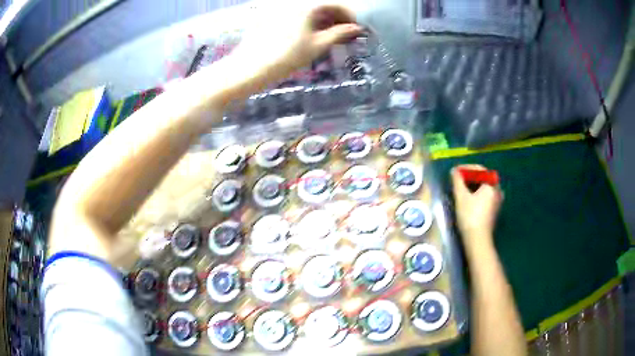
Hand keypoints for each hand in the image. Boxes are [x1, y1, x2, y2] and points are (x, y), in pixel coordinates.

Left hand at [233, 1, 362, 82]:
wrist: (249, 68)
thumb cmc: (285, 57)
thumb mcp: (317, 45)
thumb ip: (339, 33)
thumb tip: (356, 29)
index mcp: (306, 4)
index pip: (336, 4)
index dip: (350, 16)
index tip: (357, 29)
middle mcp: (293, 1)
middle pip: (321, 4)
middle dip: (336, 17)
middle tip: (345, 33)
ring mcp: (280, 6)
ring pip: (309, 8)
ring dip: (323, 19)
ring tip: (330, 35)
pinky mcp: (270, 14)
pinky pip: (295, 12)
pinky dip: (307, 19)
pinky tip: (311, 32)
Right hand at [451, 165, 502, 249]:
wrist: (478, 240)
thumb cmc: (470, 216)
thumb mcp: (461, 197)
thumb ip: (457, 181)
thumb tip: (454, 171)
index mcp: (491, 185)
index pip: (480, 170)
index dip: (467, 168)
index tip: (456, 171)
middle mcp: (497, 191)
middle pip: (484, 178)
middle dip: (471, 176)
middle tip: (458, 179)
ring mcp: (497, 201)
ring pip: (485, 187)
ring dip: (474, 185)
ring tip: (462, 188)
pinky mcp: (494, 210)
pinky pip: (486, 195)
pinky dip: (478, 193)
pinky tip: (469, 198)